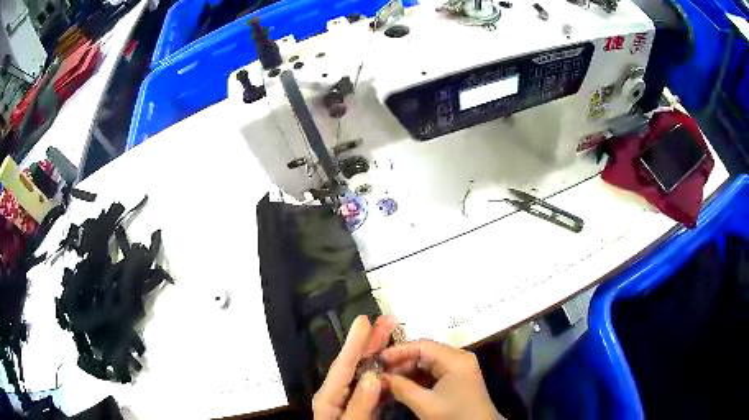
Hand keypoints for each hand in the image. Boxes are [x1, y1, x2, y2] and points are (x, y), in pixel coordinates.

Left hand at [313, 315, 394, 419]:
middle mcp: (338, 395)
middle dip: (370, 342)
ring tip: (392, 336)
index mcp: (329, 398)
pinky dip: (386, 376)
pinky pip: (375, 389)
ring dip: (380, 356)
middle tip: (385, 320)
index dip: (354, 342)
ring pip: (367, 375)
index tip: (364, 320)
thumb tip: (373, 376)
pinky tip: (397, 367)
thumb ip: (359, 404)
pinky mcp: (362, 410)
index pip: (343, 366)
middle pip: (354, 365)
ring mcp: (350, 402)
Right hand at [381, 340, 501, 419]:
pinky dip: (418, 378)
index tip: (378, 359)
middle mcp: (459, 358)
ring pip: (428, 362)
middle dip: (402, 362)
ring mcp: (460, 368)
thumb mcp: (425, 404)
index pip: (423, 346)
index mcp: (455, 359)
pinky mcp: (458, 378)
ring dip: (408, 371)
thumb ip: (401, 388)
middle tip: (381, 372)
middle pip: (425, 352)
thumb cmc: (454, 416)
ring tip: (389, 380)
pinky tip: (403, 385)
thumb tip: (379, 377)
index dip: (399, 351)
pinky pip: (434, 372)